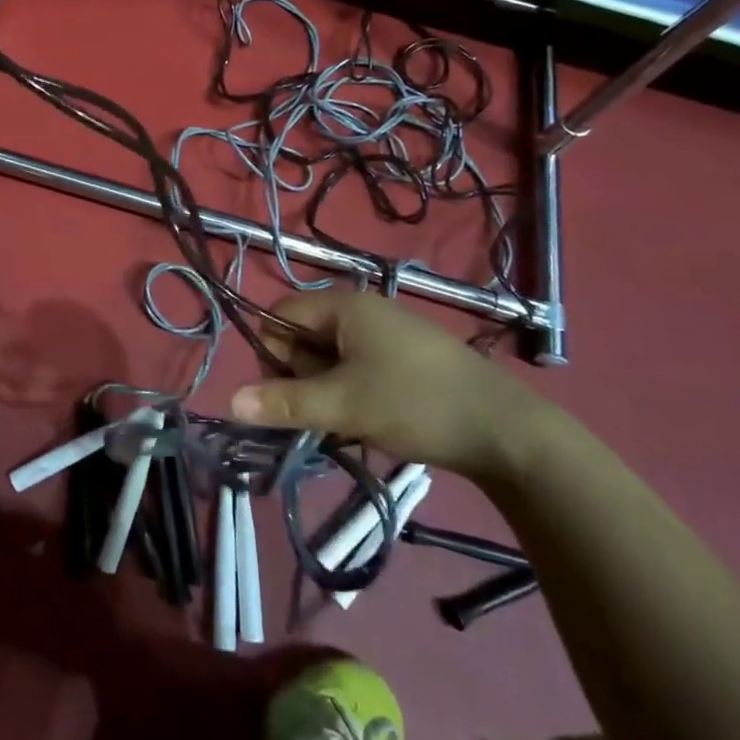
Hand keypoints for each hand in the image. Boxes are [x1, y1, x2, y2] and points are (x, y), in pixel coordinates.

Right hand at [229, 290, 555, 481]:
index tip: (287, 392)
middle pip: (303, 336)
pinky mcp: (407, 360)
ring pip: (331, 358)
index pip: (280, 314)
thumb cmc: (416, 404)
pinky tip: (370, 423)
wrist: (510, 433)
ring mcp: (388, 335)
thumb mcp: (344, 405)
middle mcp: (363, 311)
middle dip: (302, 377)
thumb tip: (230, 401)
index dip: (272, 351)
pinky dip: (353, 395)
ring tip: (349, 422)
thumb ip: (284, 402)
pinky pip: (358, 369)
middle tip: (325, 411)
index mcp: (343, 306)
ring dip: (327, 391)